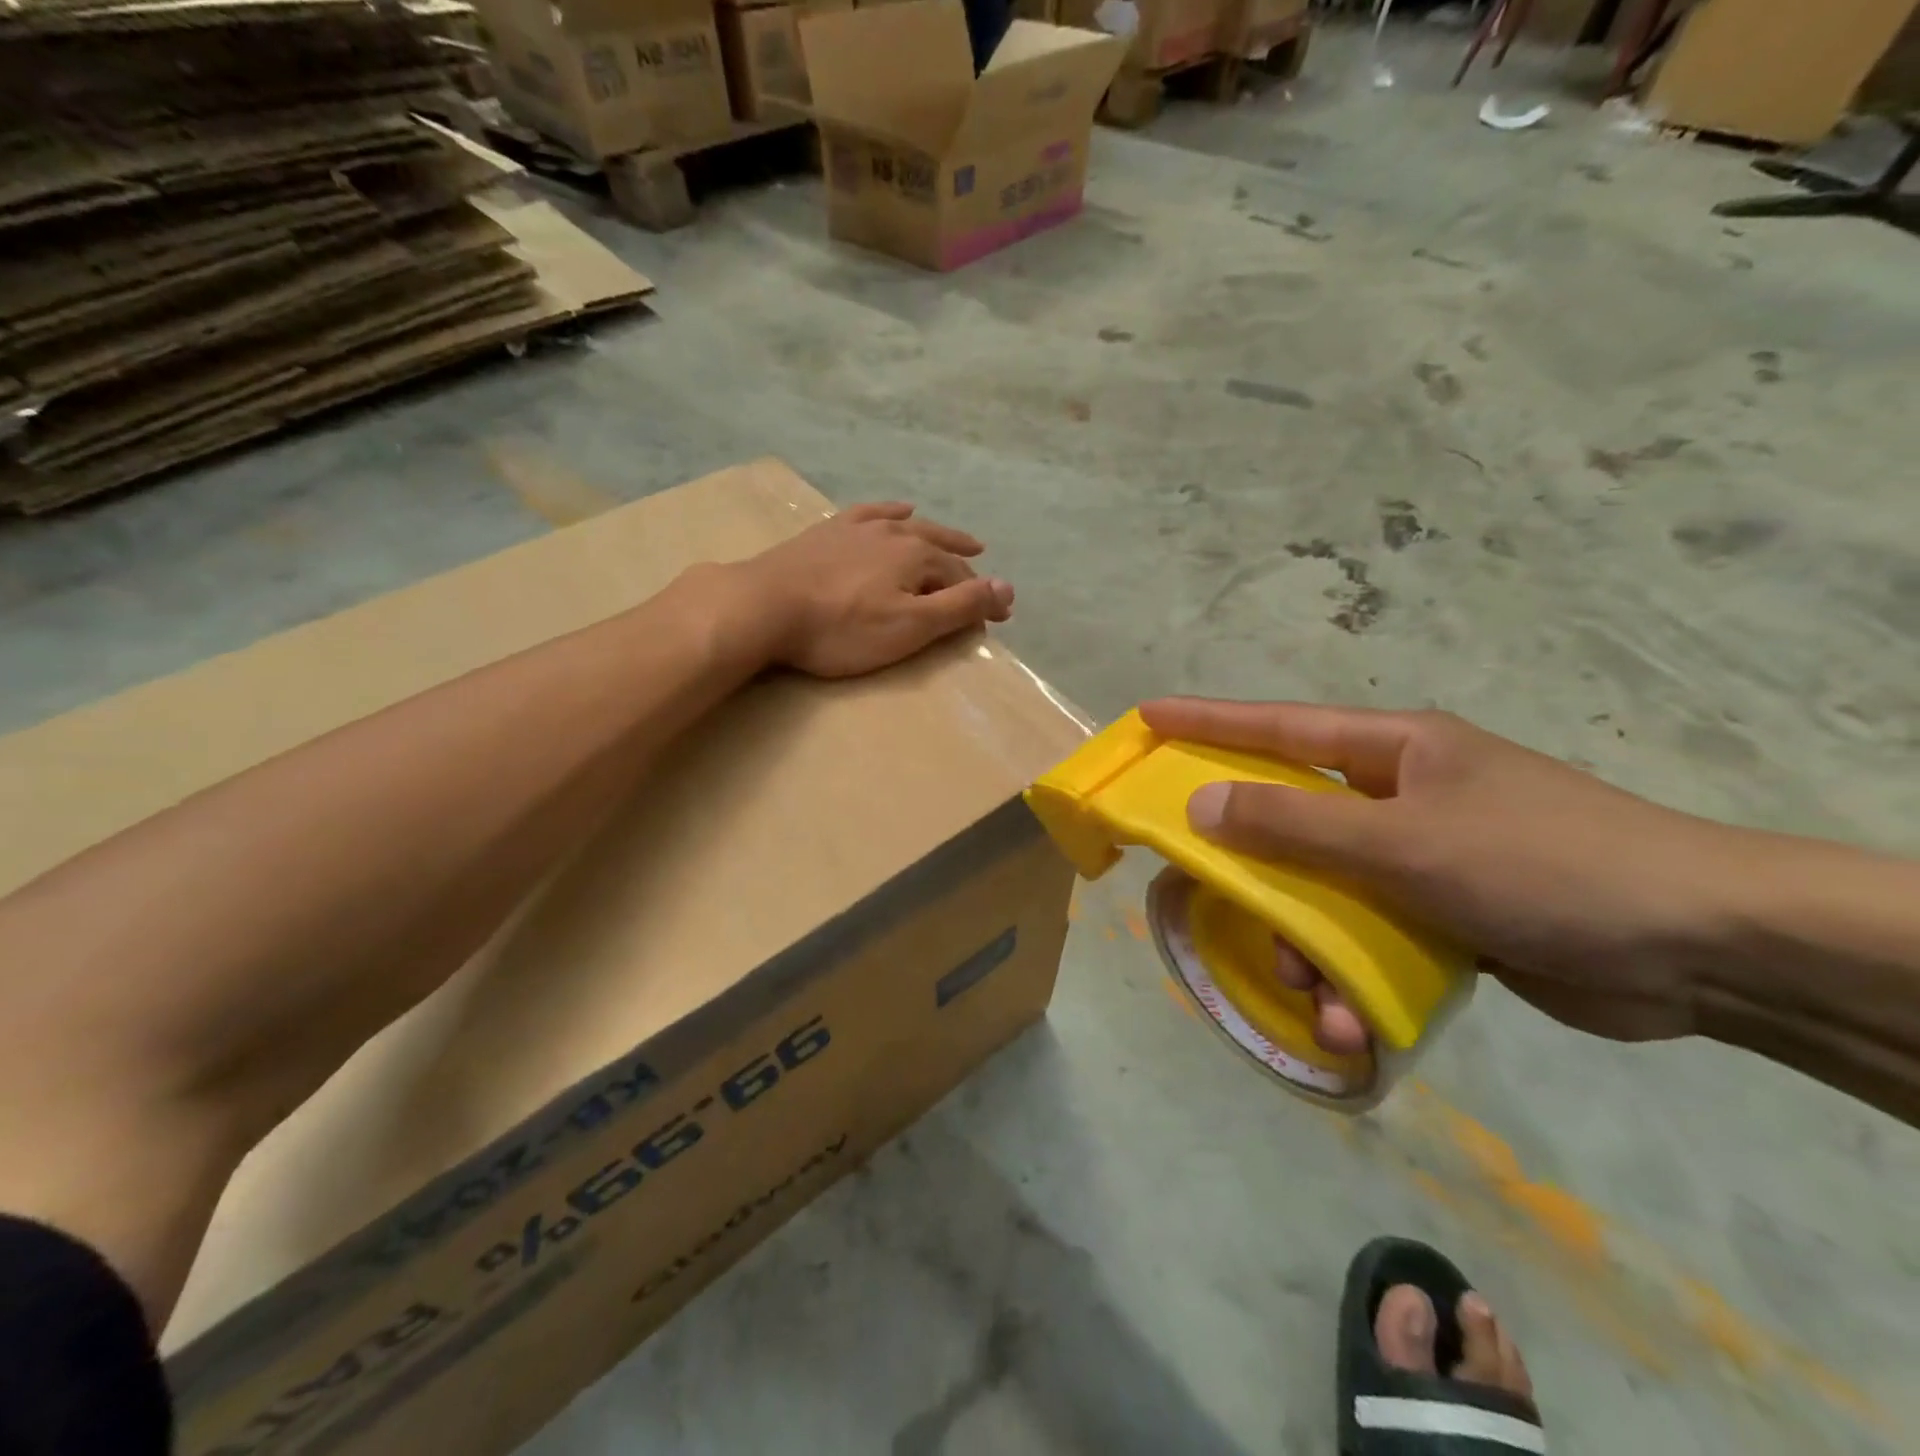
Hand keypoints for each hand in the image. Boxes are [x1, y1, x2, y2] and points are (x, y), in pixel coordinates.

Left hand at [732, 502, 1012, 678]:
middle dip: (966, 565)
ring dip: (939, 534)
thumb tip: (1008, 587)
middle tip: (985, 580)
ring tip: (961, 539)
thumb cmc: (842, 628)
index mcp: (918, 557)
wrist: (764, 605)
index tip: (999, 617)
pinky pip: (872, 513)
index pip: (962, 578)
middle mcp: (895, 533)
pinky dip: (892, 512)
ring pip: (911, 526)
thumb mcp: (910, 627)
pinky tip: (898, 509)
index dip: (982, 598)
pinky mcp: (829, 531)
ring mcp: (859, 527)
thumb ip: (960, 607)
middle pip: (941, 548)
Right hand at [1139, 698, 1750, 1047]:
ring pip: (1319, 891)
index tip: (1147, 720)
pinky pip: (1362, 937)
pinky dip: (1349, 978)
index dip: (1205, 723)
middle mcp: (1393, 796)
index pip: (1275, 725)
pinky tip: (1354, 1024)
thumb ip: (1295, 825)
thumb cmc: (1541, 864)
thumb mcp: (1404, 842)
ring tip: (1312, 995)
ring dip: (1303, 946)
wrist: (1700, 950)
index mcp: (1390, 752)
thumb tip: (1200, 806)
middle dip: (1253, 872)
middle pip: (1287, 820)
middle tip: (1211, 896)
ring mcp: (1415, 856)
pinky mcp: (1436, 913)